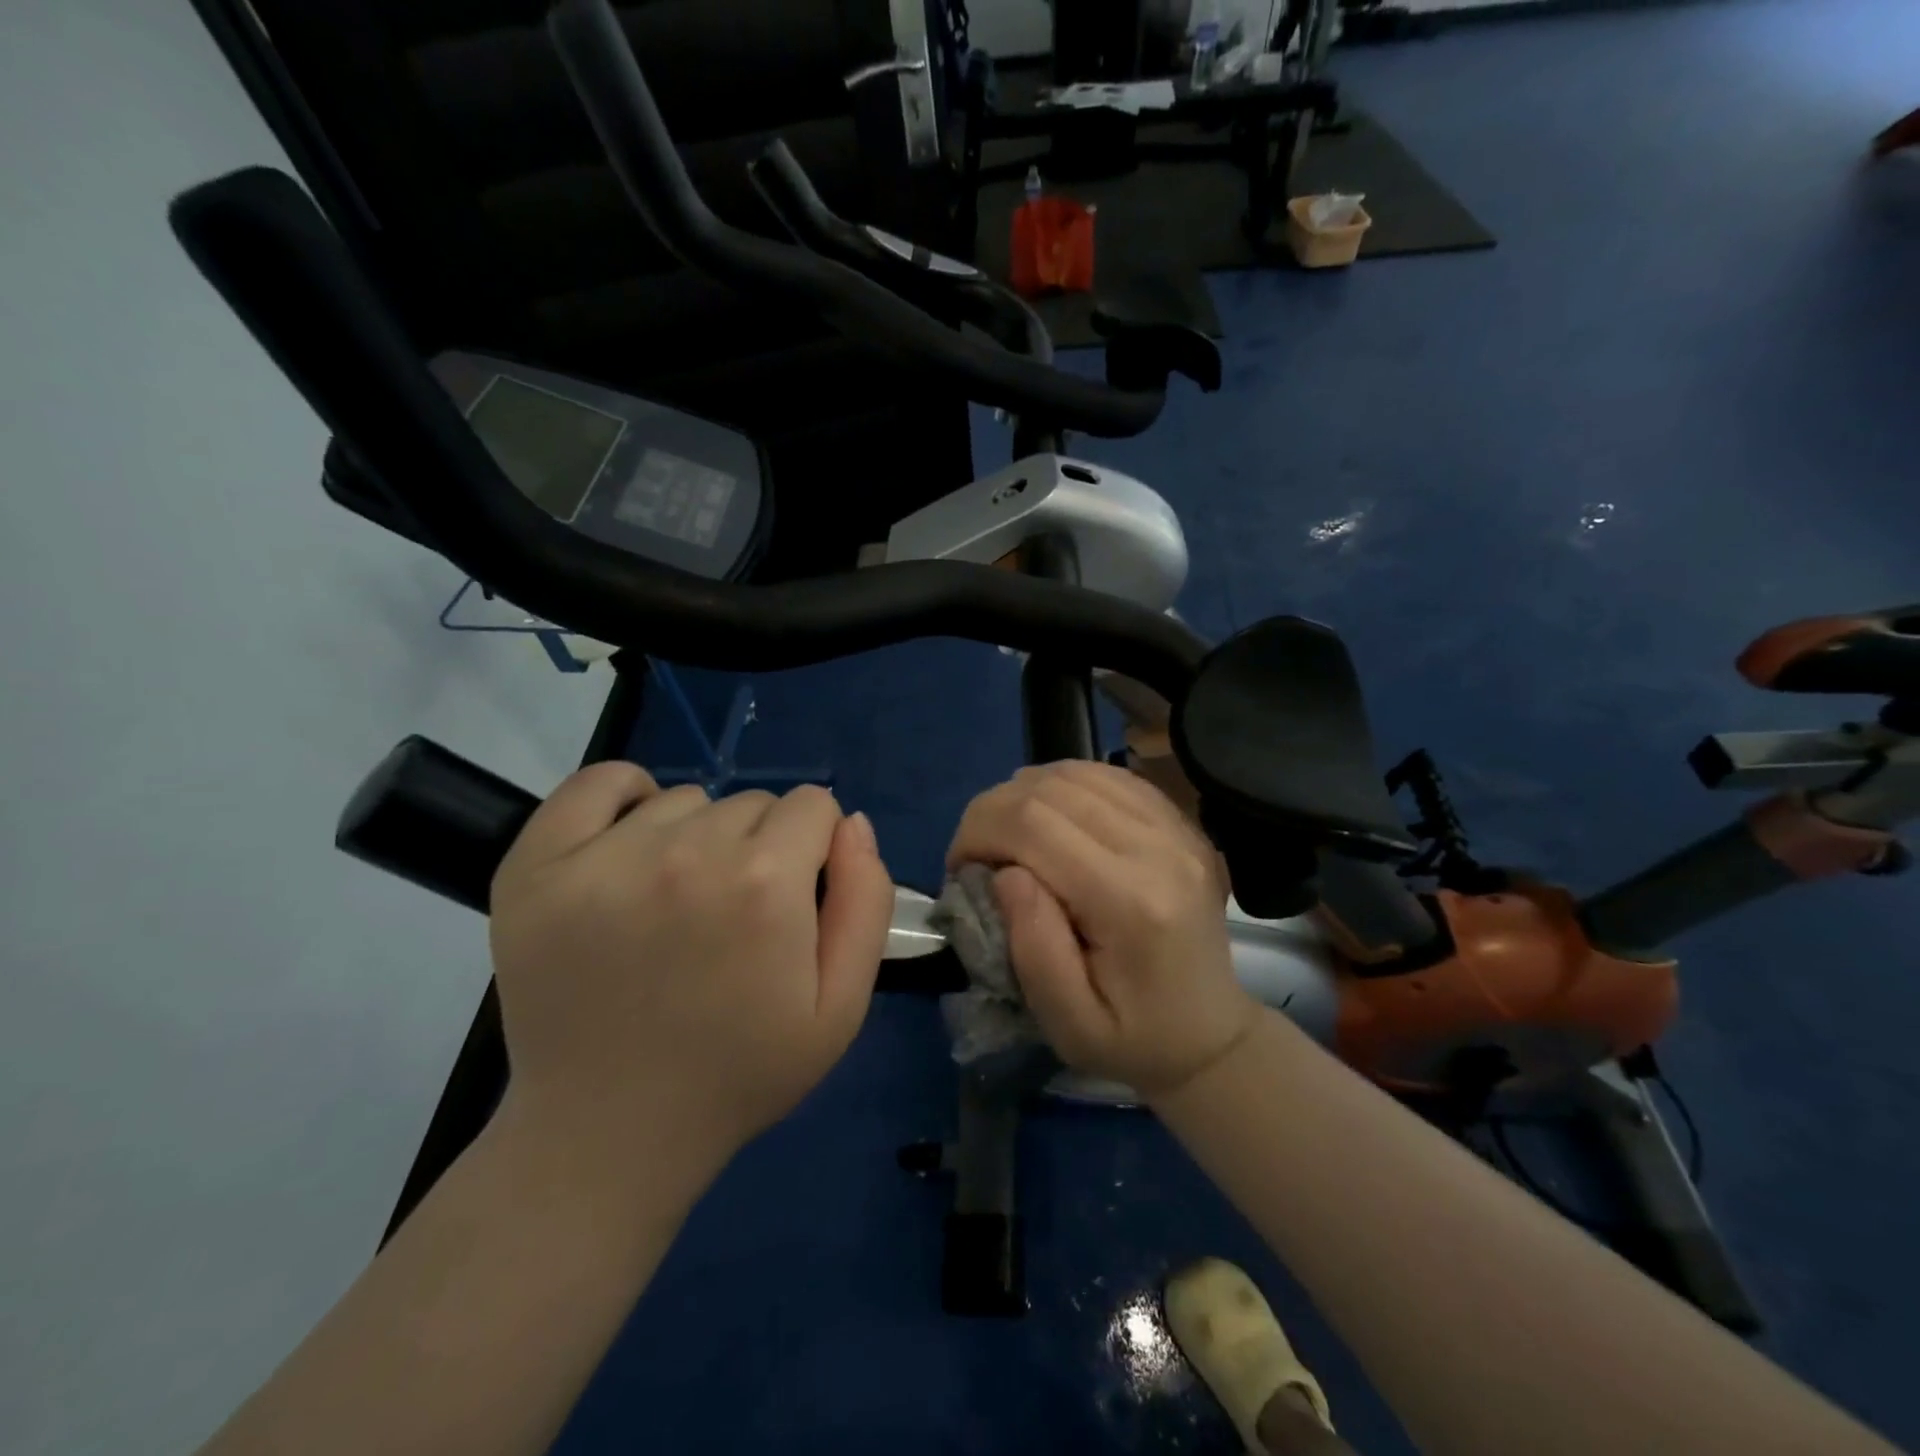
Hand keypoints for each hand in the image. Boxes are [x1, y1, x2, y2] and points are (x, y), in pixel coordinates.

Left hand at [488, 767, 893, 1172]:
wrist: (608, 1134)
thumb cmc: (738, 1072)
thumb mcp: (840, 1007)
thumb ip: (865, 903)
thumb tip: (853, 824)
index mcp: (765, 883)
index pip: (814, 807)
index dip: (815, 850)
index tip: (795, 899)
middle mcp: (687, 852)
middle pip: (753, 802)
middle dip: (762, 846)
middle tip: (735, 918)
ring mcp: (604, 856)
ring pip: (687, 799)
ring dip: (698, 836)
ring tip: (678, 904)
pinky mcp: (538, 866)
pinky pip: (597, 783)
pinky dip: (625, 798)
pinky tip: (631, 843)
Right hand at [946, 760, 1258, 1096]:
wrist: (1208, 1034)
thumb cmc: (1132, 1040)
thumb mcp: (1069, 1023)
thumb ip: (1033, 948)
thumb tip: (1005, 872)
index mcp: (1132, 902)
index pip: (1034, 824)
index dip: (979, 831)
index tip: (959, 868)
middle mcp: (1160, 849)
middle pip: (1051, 788)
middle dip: (992, 810)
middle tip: (976, 852)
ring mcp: (1177, 828)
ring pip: (1077, 772)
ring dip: (1025, 794)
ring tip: (1009, 836)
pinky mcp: (1180, 822)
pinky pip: (1108, 776)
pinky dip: (1063, 786)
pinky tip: (1049, 817)